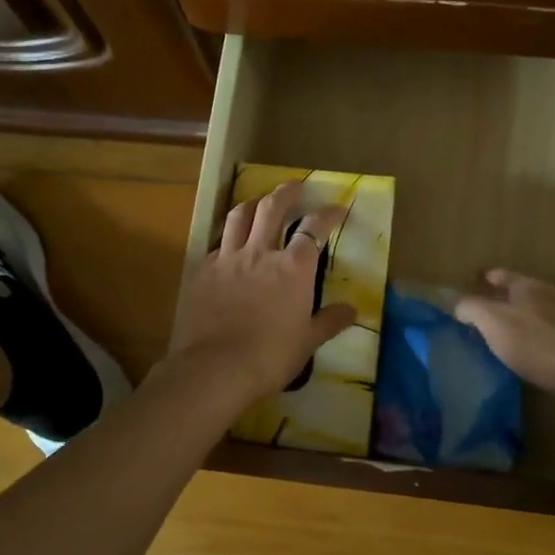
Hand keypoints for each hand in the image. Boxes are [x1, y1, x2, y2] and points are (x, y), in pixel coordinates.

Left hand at [168, 181, 357, 402]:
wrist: (215, 368)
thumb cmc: (270, 356)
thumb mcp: (308, 342)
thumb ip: (329, 321)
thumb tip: (353, 310)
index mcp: (293, 268)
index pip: (314, 229)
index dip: (328, 214)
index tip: (337, 207)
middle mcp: (260, 253)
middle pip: (272, 208)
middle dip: (286, 192)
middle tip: (294, 186)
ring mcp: (227, 259)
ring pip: (238, 216)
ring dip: (252, 203)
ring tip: (258, 202)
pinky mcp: (201, 272)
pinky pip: (215, 243)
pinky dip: (226, 237)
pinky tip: (227, 245)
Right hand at [453, 269, 554, 395]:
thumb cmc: (536, 341)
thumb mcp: (493, 323)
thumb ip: (472, 309)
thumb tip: (458, 303)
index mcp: (527, 286)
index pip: (504, 275)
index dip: (491, 278)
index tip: (481, 279)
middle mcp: (552, 293)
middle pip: (527, 290)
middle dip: (512, 297)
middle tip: (496, 309)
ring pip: (547, 309)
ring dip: (533, 317)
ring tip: (519, 332)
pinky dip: (550, 336)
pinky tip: (546, 351)